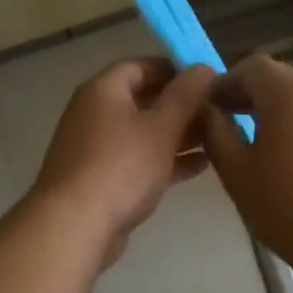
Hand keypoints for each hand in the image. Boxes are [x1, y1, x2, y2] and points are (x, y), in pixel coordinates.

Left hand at [32, 58, 215, 267]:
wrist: (75, 226)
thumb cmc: (120, 167)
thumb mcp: (161, 127)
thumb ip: (185, 96)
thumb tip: (203, 67)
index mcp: (103, 91)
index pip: (141, 66)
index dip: (175, 69)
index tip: (207, 79)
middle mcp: (94, 113)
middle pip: (142, 100)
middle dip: (180, 106)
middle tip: (217, 112)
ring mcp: (95, 148)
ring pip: (142, 133)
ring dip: (177, 135)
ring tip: (216, 139)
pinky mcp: (101, 179)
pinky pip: (137, 160)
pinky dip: (165, 160)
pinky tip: (199, 167)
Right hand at [201, 54, 292, 269]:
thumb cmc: (285, 205)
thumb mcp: (236, 170)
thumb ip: (216, 132)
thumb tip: (208, 111)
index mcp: (289, 95)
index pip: (252, 67)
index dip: (226, 82)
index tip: (209, 108)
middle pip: (279, 79)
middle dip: (249, 95)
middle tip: (227, 124)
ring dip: (274, 112)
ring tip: (256, 146)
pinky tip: (288, 163)